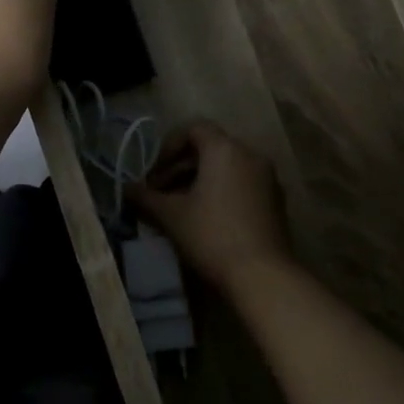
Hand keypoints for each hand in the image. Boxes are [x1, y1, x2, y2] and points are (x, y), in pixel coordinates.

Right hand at [128, 122, 293, 293]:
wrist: (261, 274)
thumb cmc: (211, 235)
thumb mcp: (171, 215)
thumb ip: (146, 198)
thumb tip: (126, 189)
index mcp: (225, 149)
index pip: (194, 129)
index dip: (168, 147)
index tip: (154, 174)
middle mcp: (251, 155)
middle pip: (210, 148)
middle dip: (181, 167)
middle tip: (160, 193)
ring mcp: (268, 178)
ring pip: (227, 168)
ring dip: (201, 181)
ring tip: (180, 208)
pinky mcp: (276, 201)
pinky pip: (243, 184)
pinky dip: (222, 192)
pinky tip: (207, 219)